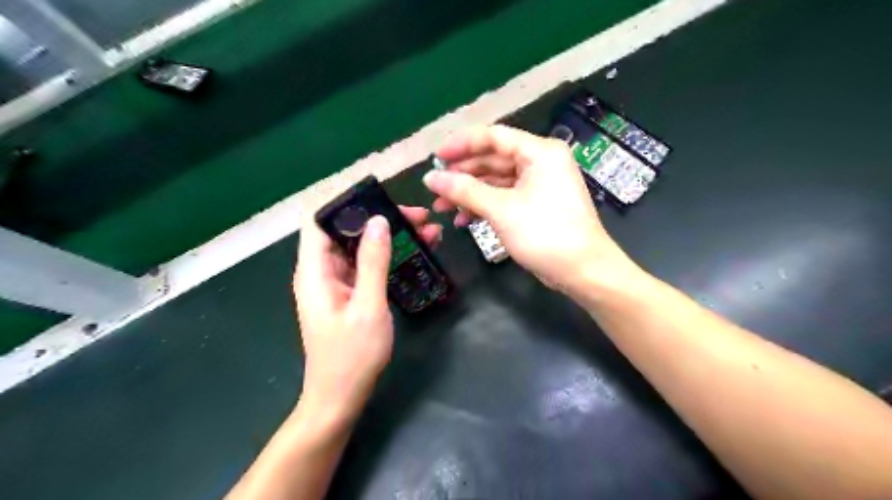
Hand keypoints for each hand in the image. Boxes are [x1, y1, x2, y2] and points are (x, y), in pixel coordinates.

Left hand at [295, 204, 443, 418]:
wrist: (340, 397)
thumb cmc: (352, 356)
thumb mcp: (368, 306)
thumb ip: (373, 261)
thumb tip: (379, 221)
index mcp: (315, 270)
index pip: (319, 220)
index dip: (346, 204)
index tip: (382, 197)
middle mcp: (321, 271)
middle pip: (346, 231)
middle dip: (381, 219)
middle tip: (419, 217)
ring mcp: (336, 283)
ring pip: (361, 248)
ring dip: (391, 237)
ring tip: (428, 232)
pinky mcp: (349, 293)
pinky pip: (367, 266)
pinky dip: (389, 256)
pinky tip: (416, 253)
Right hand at [425, 125, 634, 291]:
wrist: (582, 270)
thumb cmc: (545, 233)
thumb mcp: (501, 209)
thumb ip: (464, 190)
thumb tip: (430, 178)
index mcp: (539, 152)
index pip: (493, 136)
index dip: (461, 145)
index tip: (435, 157)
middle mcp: (540, 162)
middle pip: (493, 160)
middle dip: (462, 175)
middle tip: (434, 188)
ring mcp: (538, 185)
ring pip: (496, 181)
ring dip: (469, 194)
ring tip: (442, 208)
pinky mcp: (535, 205)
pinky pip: (504, 198)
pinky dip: (484, 207)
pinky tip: (463, 220)